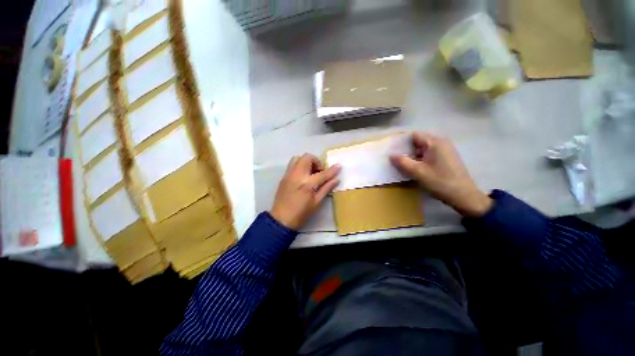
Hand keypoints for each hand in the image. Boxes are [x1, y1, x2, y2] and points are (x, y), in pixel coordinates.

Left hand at [270, 154, 340, 229]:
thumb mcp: (316, 202)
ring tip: (311, 172)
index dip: (332, 170)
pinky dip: (300, 166)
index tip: (339, 166)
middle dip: (316, 161)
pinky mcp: (284, 177)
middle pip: (307, 158)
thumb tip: (336, 179)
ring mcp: (289, 175)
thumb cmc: (301, 213)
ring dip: (307, 162)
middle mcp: (297, 175)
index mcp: (307, 184)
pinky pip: (292, 165)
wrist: (281, 219)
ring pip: (298, 158)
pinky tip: (303, 177)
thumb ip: (326, 188)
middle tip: (319, 172)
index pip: (322, 174)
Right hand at [390, 132, 492, 216]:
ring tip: (403, 165)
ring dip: (412, 156)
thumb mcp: (418, 172)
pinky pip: (428, 155)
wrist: (464, 196)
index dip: (401, 142)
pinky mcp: (445, 159)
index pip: (413, 135)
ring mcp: (444, 151)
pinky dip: (419, 160)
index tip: (391, 150)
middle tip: (395, 160)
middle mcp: (440, 143)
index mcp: (435, 142)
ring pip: (422, 150)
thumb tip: (390, 155)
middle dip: (406, 150)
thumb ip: (403, 162)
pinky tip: (415, 169)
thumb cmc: (440, 182)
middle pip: (418, 142)